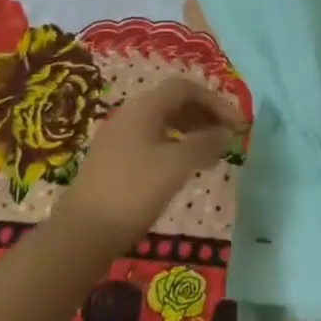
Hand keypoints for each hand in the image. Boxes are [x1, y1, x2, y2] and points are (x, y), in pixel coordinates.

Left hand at [56, 78, 245, 253]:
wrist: (82, 233)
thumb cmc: (133, 191)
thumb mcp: (175, 165)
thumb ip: (204, 144)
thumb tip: (225, 133)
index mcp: (144, 107)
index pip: (186, 88)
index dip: (216, 101)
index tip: (238, 124)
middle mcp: (130, 114)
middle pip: (174, 102)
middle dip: (205, 115)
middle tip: (229, 136)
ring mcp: (119, 138)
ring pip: (163, 123)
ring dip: (191, 132)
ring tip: (212, 153)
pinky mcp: (114, 161)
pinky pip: (152, 141)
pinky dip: (175, 147)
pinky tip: (184, 169)